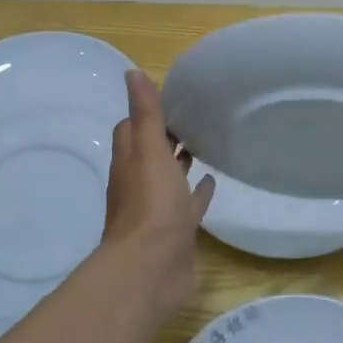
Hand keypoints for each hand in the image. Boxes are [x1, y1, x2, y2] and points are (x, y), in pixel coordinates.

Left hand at [103, 70, 214, 317]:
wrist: (151, 268)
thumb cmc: (151, 206)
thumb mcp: (149, 151)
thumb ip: (145, 114)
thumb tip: (132, 73)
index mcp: (130, 163)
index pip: (132, 130)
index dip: (147, 114)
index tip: (172, 99)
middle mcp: (139, 184)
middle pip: (150, 154)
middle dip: (166, 137)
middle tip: (193, 119)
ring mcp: (158, 210)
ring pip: (169, 180)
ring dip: (181, 164)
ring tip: (204, 145)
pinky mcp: (177, 232)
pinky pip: (188, 206)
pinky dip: (198, 193)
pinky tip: (213, 183)